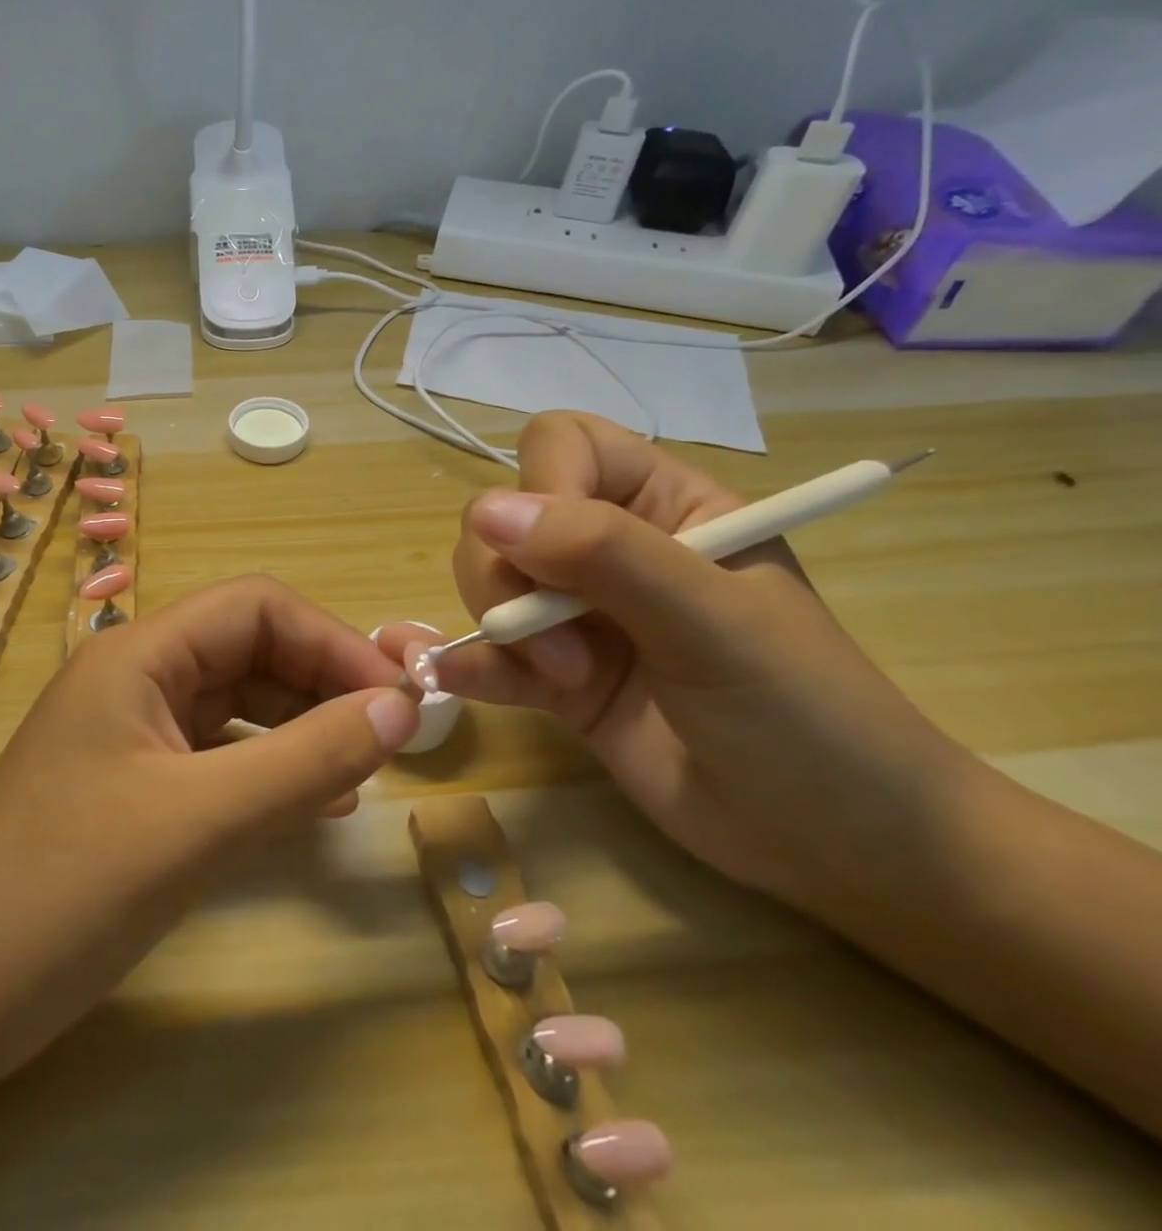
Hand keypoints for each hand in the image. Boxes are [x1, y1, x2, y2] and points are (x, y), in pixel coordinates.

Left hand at [0, 575, 419, 1083]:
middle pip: (248, 649)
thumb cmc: (65, 892)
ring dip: (301, 726)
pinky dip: (269, 769)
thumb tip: (402, 708)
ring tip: (360, 771)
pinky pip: (217, 756)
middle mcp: (134, 678)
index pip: (255, 607)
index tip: (398, 698)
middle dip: (322, 681)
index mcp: (137, 654)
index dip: (332, 641)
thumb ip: (307, 759)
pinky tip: (312, 805)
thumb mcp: (201, 821)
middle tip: (391, 737)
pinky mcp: (132, 787)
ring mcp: (130, 734)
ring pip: (236, 704)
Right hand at [379, 412, 978, 911]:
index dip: (541, 486)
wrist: (837, 847)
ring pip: (488, 579)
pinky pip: (491, 653)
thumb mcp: (714, 620)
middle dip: (508, 576)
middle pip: (505, 517)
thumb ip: (605, 555)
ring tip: (562, 681)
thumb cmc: (806, 714)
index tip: (548, 554)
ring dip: (501, 626)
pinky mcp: (556, 677)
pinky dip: (471, 665)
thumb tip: (487, 512)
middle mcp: (611, 550)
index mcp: (666, 506)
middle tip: (557, 645)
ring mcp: (578, 615)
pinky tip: (456, 681)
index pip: (566, 447)